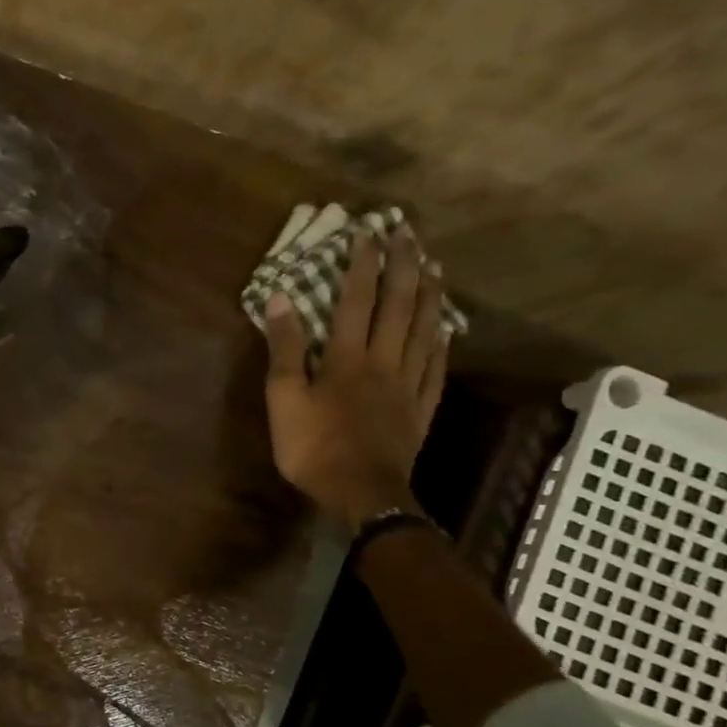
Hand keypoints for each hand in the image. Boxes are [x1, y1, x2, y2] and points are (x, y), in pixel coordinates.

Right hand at [263, 226, 449, 531]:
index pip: (356, 300)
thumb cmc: (313, 447)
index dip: (362, 264)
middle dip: (403, 266)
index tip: (368, 232)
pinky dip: (442, 341)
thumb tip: (281, 299)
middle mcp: (384, 361)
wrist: (362, 494)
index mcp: (347, 358)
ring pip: (425, 330)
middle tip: (408, 234)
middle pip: (398, 306)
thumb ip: (284, 349)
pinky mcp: (422, 408)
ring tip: (434, 267)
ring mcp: (409, 384)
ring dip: (430, 295)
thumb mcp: (283, 398)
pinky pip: (437, 365)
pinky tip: (446, 328)